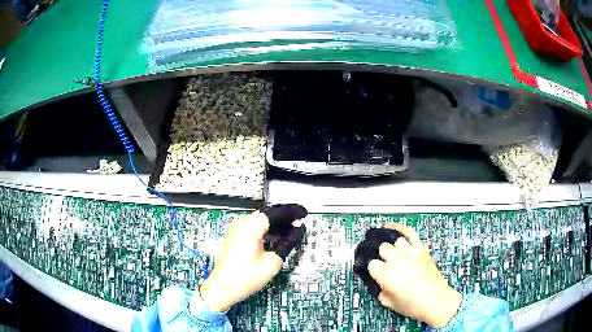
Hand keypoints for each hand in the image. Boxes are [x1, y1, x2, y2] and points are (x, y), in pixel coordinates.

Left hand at [198, 206, 305, 311]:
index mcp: (250, 226)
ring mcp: (236, 230)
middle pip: (267, 215)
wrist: (223, 288)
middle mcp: (241, 224)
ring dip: (276, 226)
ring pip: (260, 221)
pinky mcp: (235, 237)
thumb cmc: (245, 277)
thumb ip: (287, 243)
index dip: (292, 212)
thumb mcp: (272, 262)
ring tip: (291, 233)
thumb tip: (297, 232)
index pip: (275, 212)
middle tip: (299, 224)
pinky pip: (254, 228)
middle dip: (284, 219)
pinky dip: (266, 231)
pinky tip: (276, 239)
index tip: (303, 214)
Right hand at [367, 224, 461, 328]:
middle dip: (381, 256)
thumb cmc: (413, 305)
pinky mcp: (422, 250)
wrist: (436, 301)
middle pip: (383, 248)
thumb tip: (377, 281)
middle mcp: (398, 261)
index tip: (375, 274)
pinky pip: (410, 232)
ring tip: (392, 253)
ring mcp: (412, 253)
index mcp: (388, 275)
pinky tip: (391, 228)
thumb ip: (379, 290)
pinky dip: (400, 228)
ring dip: (392, 247)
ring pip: (395, 240)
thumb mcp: (389, 303)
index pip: (372, 264)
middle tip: (384, 265)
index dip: (372, 270)